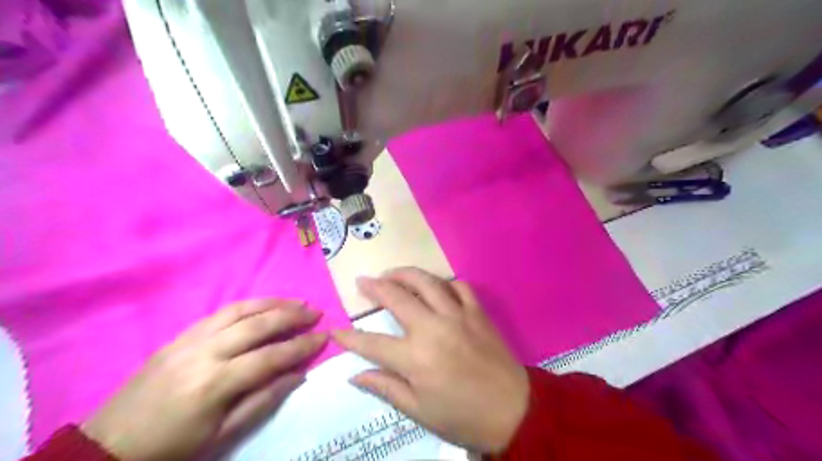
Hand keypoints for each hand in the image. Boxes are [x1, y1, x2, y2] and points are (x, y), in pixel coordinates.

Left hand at [81, 302, 328, 460]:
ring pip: (239, 310)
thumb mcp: (222, 436)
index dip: (302, 345)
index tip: (324, 336)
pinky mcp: (178, 336)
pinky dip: (248, 305)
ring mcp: (189, 340)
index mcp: (216, 383)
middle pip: (258, 325)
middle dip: (292, 315)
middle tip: (315, 312)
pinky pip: (219, 313)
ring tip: (295, 301)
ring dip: (272, 303)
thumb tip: (298, 375)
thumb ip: (263, 401)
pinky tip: (262, 306)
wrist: (106, 447)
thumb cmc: (171, 448)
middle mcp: (205, 352)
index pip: (271, 356)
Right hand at [331, 269, 529, 451]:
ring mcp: (458, 315)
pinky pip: (459, 286)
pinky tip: (436, 286)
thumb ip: (386, 388)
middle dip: (374, 287)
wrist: (514, 411)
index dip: (350, 337)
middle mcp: (433, 328)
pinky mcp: (477, 312)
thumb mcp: (419, 411)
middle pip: (397, 297)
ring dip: (405, 273)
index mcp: (415, 358)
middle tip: (362, 281)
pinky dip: (445, 282)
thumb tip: (355, 375)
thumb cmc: (463, 417)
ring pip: (427, 282)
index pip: (372, 343)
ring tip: (391, 273)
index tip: (335, 330)